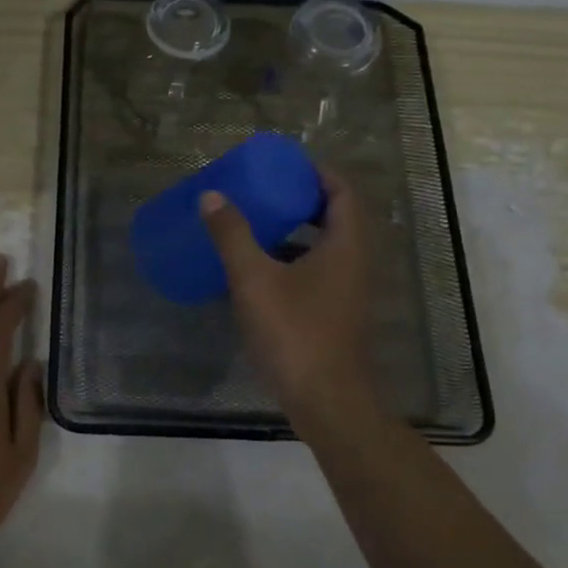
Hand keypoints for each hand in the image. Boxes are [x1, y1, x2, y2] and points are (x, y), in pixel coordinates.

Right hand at [200, 172, 373, 424]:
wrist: (325, 401)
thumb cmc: (294, 332)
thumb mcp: (254, 279)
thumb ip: (232, 235)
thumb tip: (212, 195)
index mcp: (345, 245)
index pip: (342, 192)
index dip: (317, 173)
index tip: (284, 166)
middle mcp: (355, 263)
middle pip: (336, 216)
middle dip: (302, 200)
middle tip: (266, 191)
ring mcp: (348, 291)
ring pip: (327, 247)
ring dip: (297, 231)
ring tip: (258, 223)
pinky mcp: (336, 314)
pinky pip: (318, 272)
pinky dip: (294, 260)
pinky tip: (260, 271)